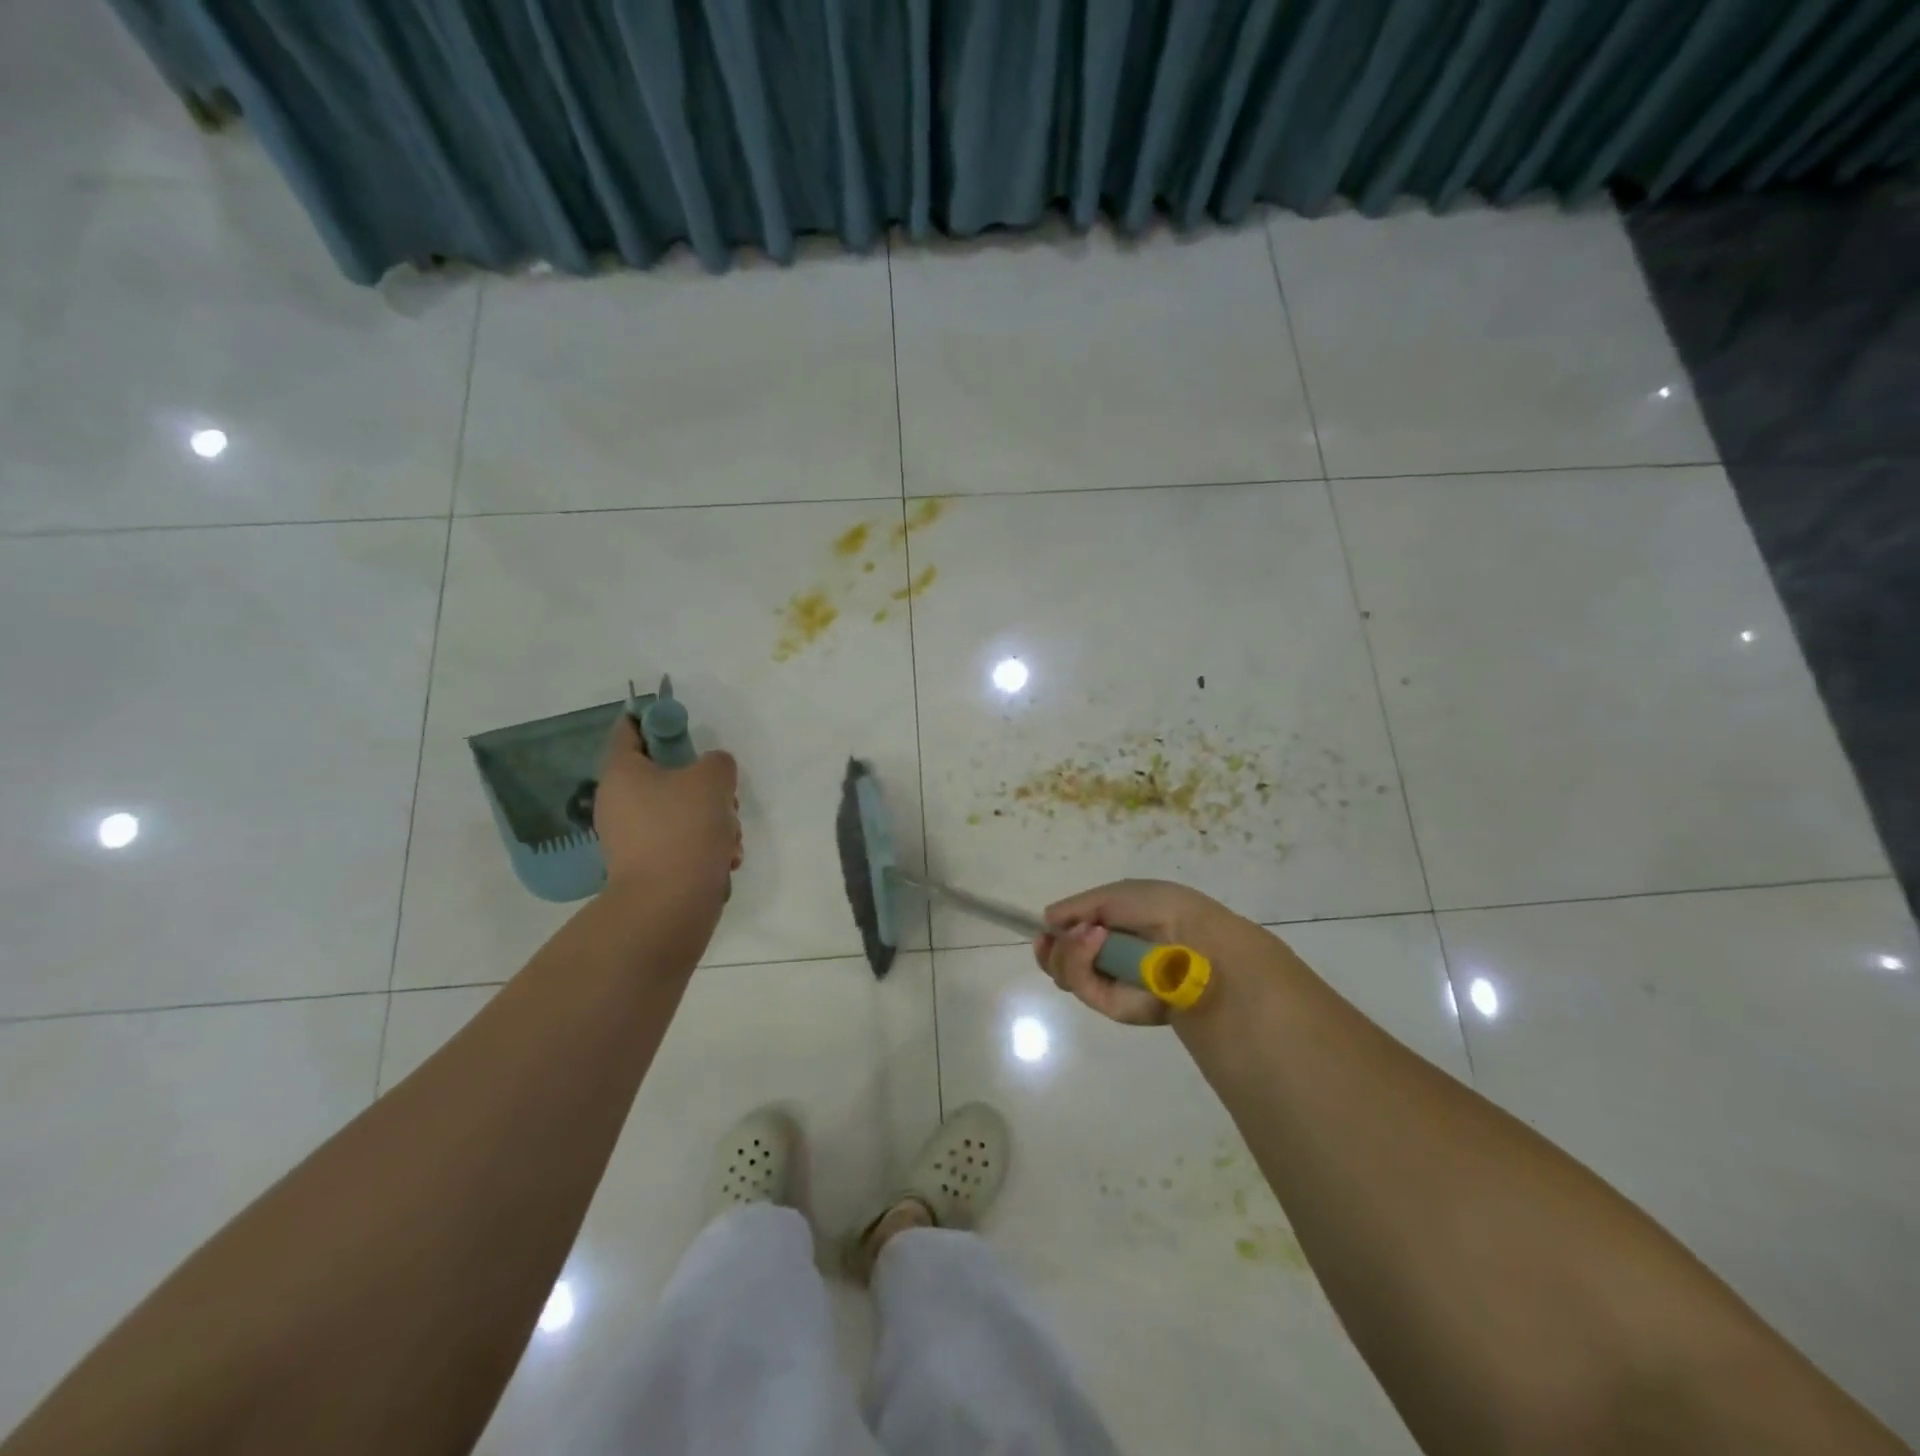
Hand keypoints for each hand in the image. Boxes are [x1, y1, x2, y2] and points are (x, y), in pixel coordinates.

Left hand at [594, 717, 740, 899]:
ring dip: (713, 819)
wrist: (669, 905)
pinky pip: (683, 842)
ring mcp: (632, 838)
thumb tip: (711, 772)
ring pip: (681, 811)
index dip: (657, 720)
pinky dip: (706, 847)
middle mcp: (619, 802)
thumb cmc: (684, 829)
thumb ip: (717, 762)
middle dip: (704, 784)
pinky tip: (724, 859)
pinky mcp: (649, 866)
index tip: (686, 727)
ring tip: (730, 837)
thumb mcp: (712, 778)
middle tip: (726, 796)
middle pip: (666, 775)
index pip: (629, 729)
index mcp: (622, 773)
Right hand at [1034, 879, 1248, 1025]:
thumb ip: (1077, 907)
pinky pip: (1079, 985)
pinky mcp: (1111, 1006)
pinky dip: (1079, 960)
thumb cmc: (1160, 909)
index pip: (1070, 939)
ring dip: (1068, 950)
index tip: (1046, 928)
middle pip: (1059, 961)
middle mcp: (1107, 960)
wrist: (1194, 941)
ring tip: (1091, 934)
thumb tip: (1048, 920)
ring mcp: (1109, 984)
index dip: (1054, 935)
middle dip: (1054, 947)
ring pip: (1063, 974)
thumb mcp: (1115, 895)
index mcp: (1112, 931)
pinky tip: (1095, 941)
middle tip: (1066, 932)